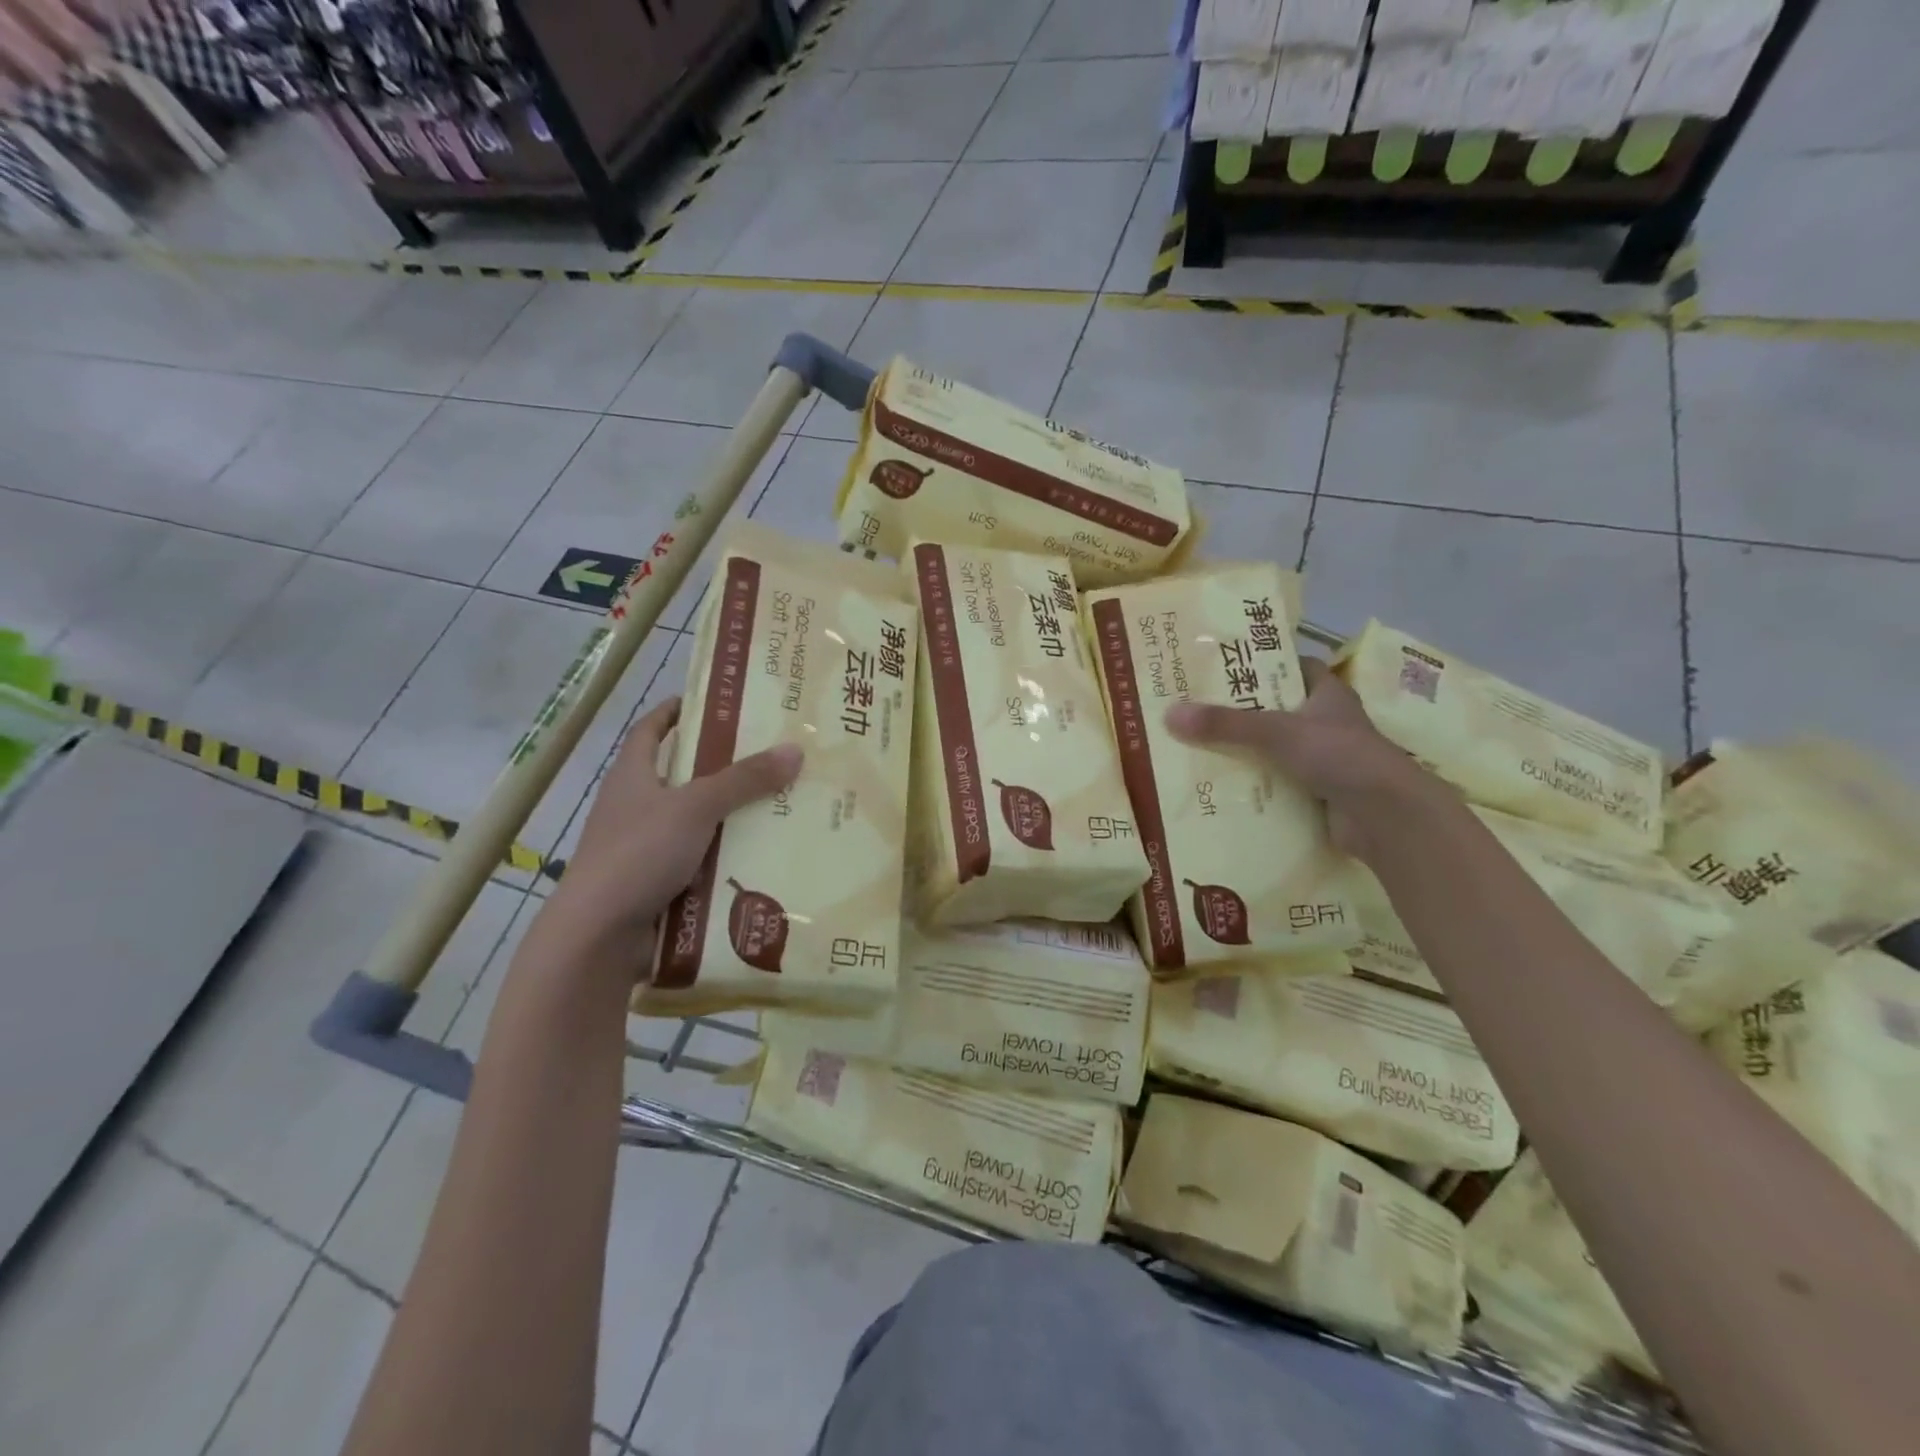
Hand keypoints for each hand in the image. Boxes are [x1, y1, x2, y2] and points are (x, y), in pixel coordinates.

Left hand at [543, 697, 802, 969]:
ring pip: (696, 823)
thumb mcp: (695, 807)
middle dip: (723, 768)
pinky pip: (700, 863)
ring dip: (731, 817)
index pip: (651, 730)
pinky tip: (762, 857)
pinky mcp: (656, 885)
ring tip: (781, 805)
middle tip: (771, 757)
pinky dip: (726, 859)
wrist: (599, 936)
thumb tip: (794, 750)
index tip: (712, 702)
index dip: (676, 712)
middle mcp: (635, 808)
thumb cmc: (638, 854)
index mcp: (632, 777)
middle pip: (682, 777)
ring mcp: (644, 849)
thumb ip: (744, 780)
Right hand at [1164, 658, 1447, 859]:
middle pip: (1276, 709)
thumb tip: (1169, 714)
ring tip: (1195, 748)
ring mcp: (1324, 761)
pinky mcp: (1317, 794)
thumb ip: (1226, 724)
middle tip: (1194, 708)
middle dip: (1239, 711)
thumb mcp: (1277, 732)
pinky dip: (1253, 785)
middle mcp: (1326, 723)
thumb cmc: (1339, 756)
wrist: (1386, 817)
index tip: (1223, 664)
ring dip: (1243, 751)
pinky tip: (1219, 787)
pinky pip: (1276, 784)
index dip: (1262, 662)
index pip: (1293, 666)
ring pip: (1274, 750)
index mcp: (1327, 694)